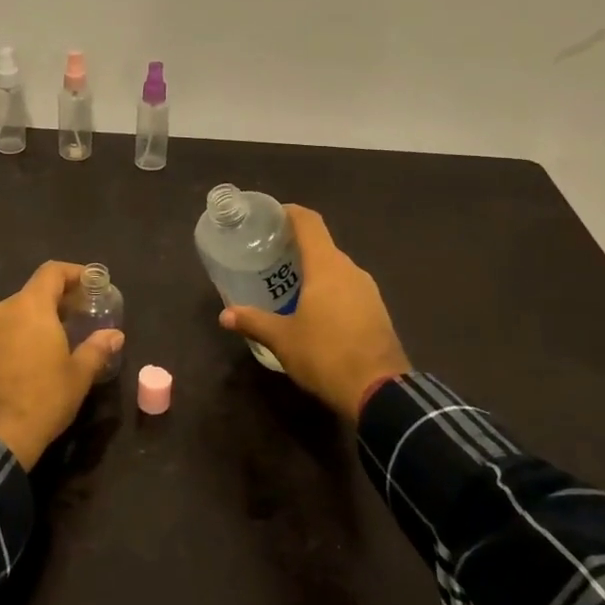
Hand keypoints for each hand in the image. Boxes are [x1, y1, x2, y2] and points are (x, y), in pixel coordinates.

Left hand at [0, 261, 124, 468]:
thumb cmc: (43, 398)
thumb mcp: (79, 374)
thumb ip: (97, 348)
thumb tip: (115, 335)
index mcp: (30, 307)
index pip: (51, 272)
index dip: (73, 273)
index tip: (91, 284)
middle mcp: (3, 310)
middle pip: (33, 292)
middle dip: (57, 300)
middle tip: (80, 315)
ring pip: (15, 313)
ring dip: (37, 319)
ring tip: (58, 338)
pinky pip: (1, 333)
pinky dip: (19, 336)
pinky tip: (32, 359)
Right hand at [219, 205, 409, 419]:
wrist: (380, 392)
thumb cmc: (326, 354)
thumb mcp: (282, 339)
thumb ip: (253, 321)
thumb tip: (225, 315)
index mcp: (327, 266)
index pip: (309, 222)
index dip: (290, 213)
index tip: (270, 217)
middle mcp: (350, 270)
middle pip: (322, 245)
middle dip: (296, 247)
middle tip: (269, 257)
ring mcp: (368, 291)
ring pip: (336, 269)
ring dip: (313, 271)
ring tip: (287, 284)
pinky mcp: (377, 311)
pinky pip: (348, 288)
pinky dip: (329, 289)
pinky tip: (313, 309)